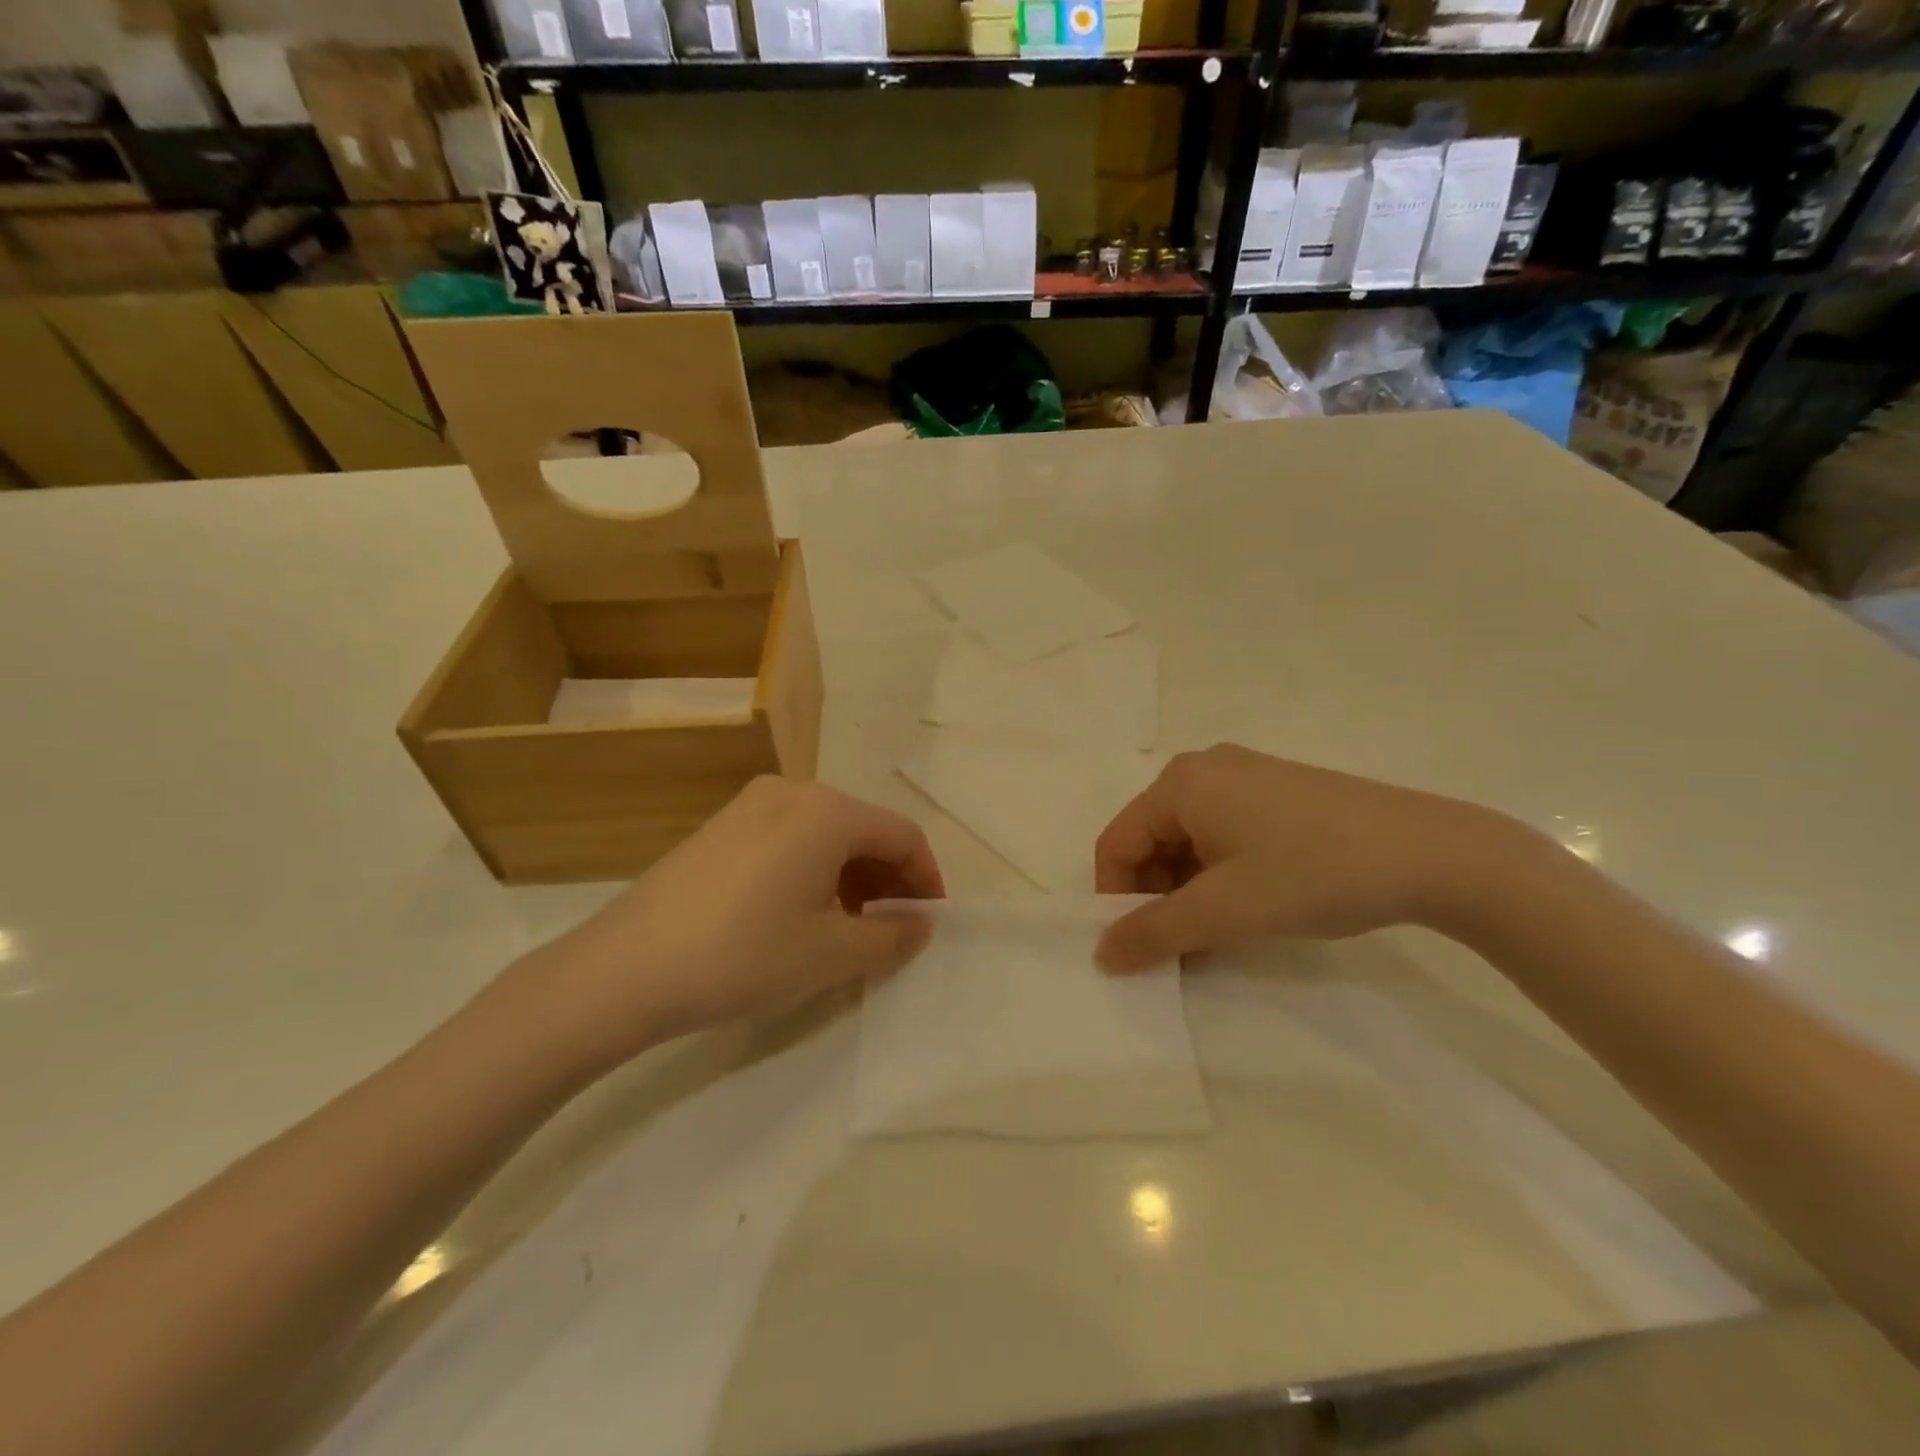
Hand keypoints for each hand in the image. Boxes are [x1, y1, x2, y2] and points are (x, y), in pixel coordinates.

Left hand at [500, 777, 943, 1078]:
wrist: (625, 969)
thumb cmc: (743, 955)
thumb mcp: (831, 955)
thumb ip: (891, 936)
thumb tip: (920, 925)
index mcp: (827, 811)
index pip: (902, 835)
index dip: (926, 879)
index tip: (928, 922)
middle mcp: (792, 791)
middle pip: (863, 829)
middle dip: (888, 878)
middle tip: (892, 929)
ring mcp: (750, 804)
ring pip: (825, 834)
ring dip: (851, 876)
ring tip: (849, 927)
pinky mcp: (721, 826)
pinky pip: (789, 838)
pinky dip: (813, 870)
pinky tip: (800, 913)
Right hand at [1094, 744, 1512, 970]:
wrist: (1434, 854)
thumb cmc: (1313, 873)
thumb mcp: (1225, 910)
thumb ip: (1154, 932)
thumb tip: (1101, 954)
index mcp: (1181, 783)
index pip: (1117, 842)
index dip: (1115, 898)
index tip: (1137, 947)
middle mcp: (1205, 769)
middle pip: (1151, 840)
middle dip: (1157, 898)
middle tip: (1181, 948)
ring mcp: (1245, 777)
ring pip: (1189, 841)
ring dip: (1189, 893)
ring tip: (1217, 938)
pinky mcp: (1278, 793)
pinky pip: (1224, 835)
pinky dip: (1220, 876)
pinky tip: (1247, 910)